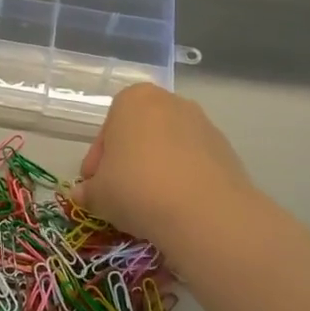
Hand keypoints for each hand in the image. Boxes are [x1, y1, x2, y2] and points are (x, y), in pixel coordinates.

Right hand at [73, 84, 264, 256]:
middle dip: (127, 161)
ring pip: (168, 147)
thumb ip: (88, 191)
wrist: (204, 211)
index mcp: (133, 99)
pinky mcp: (226, 150)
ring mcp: (202, 124)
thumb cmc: (137, 188)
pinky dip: (182, 179)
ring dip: (156, 170)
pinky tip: (176, 206)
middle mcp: (170, 102)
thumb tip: (83, 195)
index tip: (95, 185)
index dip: (97, 161)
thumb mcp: (98, 194)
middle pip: (139, 133)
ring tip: (149, 204)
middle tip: (119, 194)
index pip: (107, 129)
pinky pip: (193, 163)